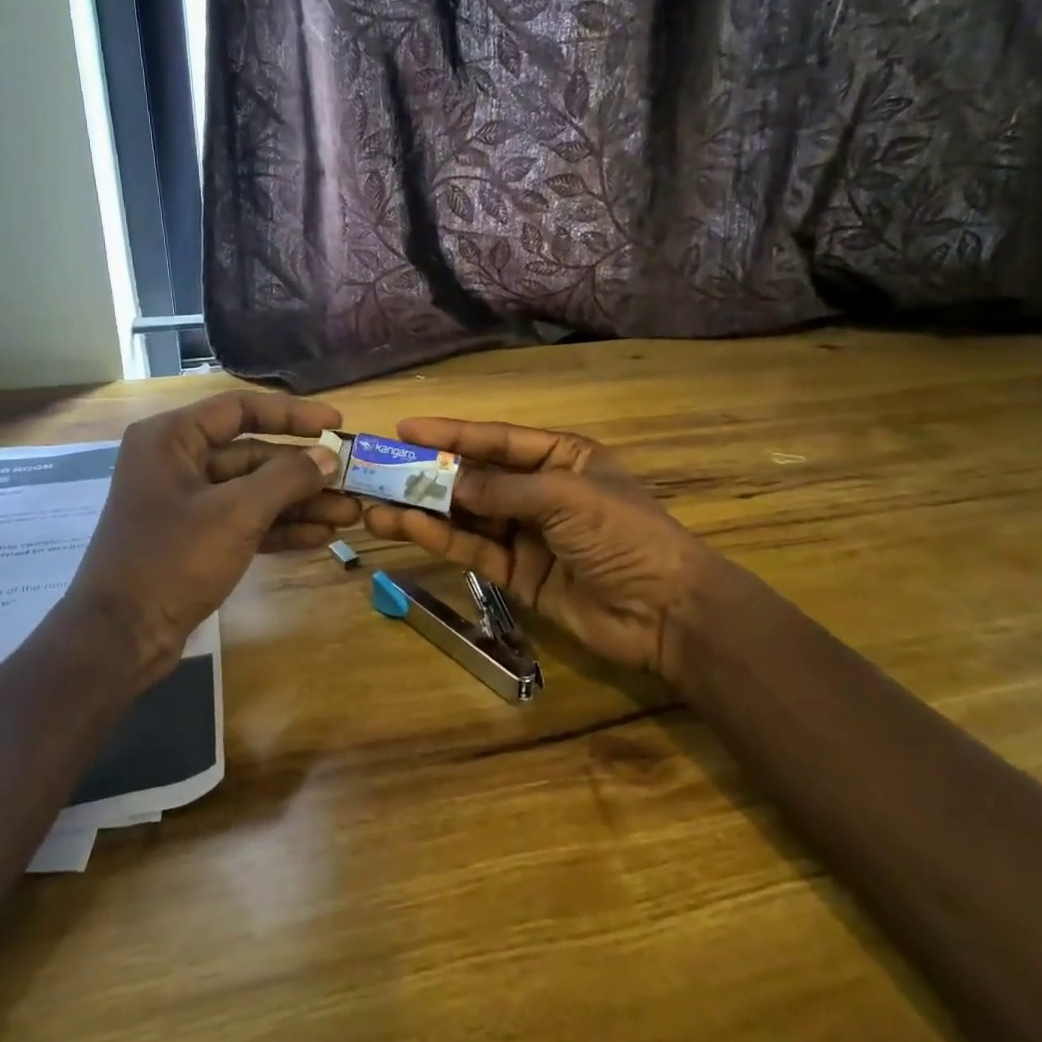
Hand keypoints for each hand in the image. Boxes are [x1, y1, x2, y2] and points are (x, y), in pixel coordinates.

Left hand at [66, 392, 356, 678]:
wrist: (119, 639)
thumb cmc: (172, 559)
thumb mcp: (236, 513)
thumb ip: (287, 478)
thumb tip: (329, 457)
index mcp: (172, 438)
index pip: (241, 409)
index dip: (293, 414)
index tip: (336, 425)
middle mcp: (177, 462)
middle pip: (253, 454)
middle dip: (304, 471)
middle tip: (351, 480)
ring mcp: (186, 503)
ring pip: (254, 491)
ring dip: (300, 503)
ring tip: (349, 513)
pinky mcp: (195, 538)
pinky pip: (245, 521)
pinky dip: (280, 527)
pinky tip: (321, 536)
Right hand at [360, 419, 757, 680]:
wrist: (665, 611)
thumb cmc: (623, 534)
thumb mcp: (565, 498)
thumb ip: (502, 490)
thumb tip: (448, 482)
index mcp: (563, 457)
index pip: (497, 440)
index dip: (451, 434)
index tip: (405, 430)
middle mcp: (541, 491)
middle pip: (476, 477)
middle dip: (429, 473)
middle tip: (380, 469)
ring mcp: (528, 534)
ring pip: (467, 516)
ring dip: (424, 510)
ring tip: (375, 504)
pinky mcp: (518, 574)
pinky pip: (474, 549)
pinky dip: (441, 539)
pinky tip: (407, 528)